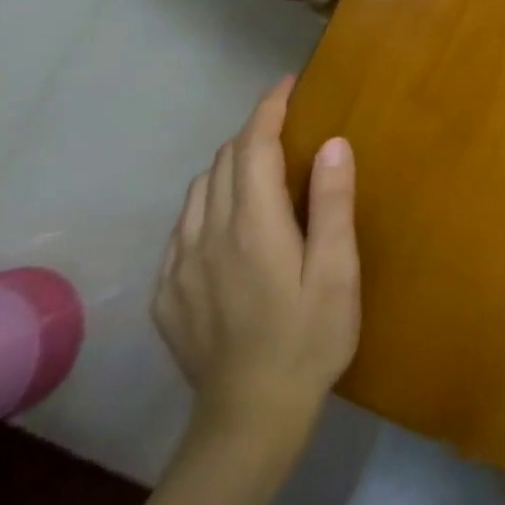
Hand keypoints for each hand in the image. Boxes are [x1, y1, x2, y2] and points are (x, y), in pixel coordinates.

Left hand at [153, 78, 359, 457]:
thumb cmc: (310, 337)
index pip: (252, 147)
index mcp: (252, 226)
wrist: (250, 419)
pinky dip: (206, 203)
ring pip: (197, 192)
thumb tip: (333, 142)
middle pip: (221, 163)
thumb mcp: (338, 271)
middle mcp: (207, 236)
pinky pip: (182, 227)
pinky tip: (229, 221)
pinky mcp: (166, 295)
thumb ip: (333, 204)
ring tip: (260, 166)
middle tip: (287, 125)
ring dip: (227, 166)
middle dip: (251, 133)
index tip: (288, 84)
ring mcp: (179, 267)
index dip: (268, 108)